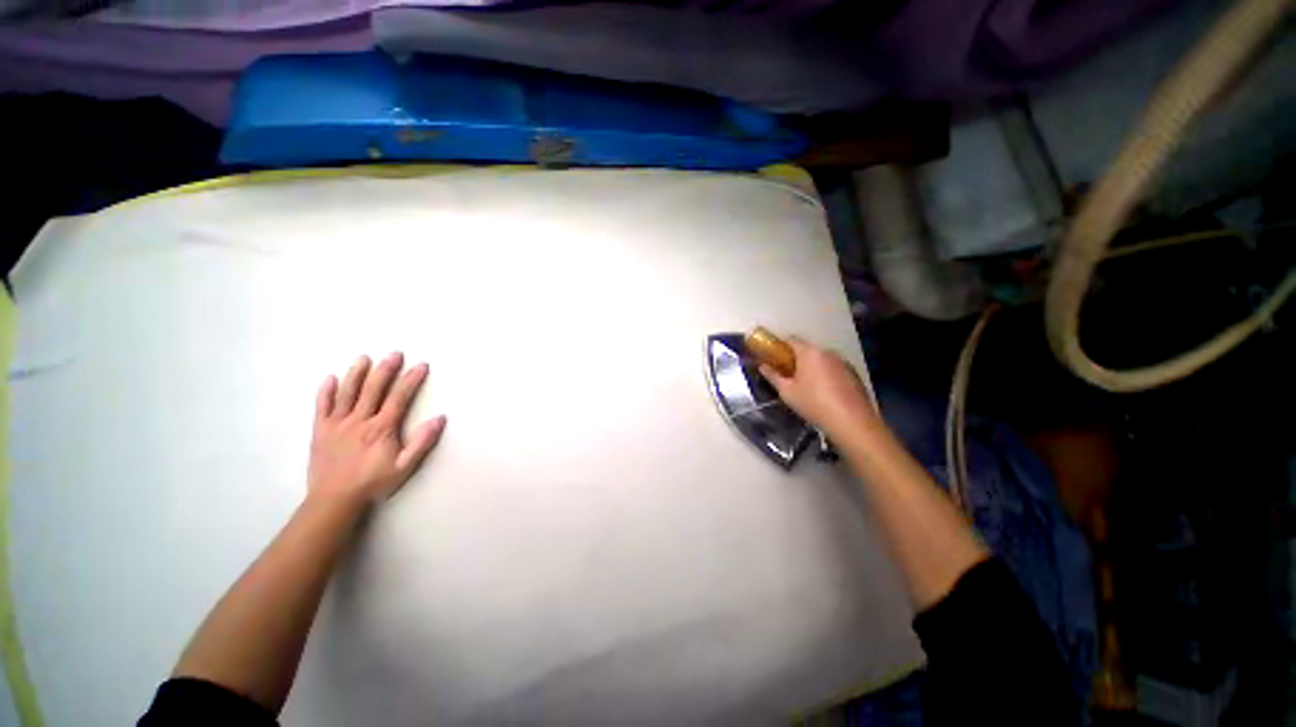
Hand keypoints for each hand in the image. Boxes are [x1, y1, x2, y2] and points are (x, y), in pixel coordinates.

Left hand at [308, 352, 446, 507]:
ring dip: (356, 374)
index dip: (411, 380)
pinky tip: (330, 378)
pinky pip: (322, 406)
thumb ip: (422, 442)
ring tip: (364, 358)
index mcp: (382, 428)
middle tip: (395, 353)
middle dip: (386, 369)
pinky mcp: (320, 430)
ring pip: (347, 393)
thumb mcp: (404, 467)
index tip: (421, 365)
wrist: (333, 500)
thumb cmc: (373, 483)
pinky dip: (326, 391)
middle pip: (373, 389)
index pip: (399, 398)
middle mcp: (359, 420)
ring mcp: (337, 424)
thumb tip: (440, 418)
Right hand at [759, 338, 878, 438]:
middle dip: (795, 359)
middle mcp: (828, 352)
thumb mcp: (787, 392)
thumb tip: (762, 366)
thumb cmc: (813, 404)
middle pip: (807, 349)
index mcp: (809, 352)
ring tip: (806, 385)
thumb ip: (773, 376)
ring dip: (812, 367)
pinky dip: (826, 374)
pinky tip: (824, 392)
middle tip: (787, 375)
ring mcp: (843, 362)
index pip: (790, 340)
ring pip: (821, 359)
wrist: (851, 421)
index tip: (772, 359)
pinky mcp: (854, 373)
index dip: (779, 348)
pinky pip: (834, 368)